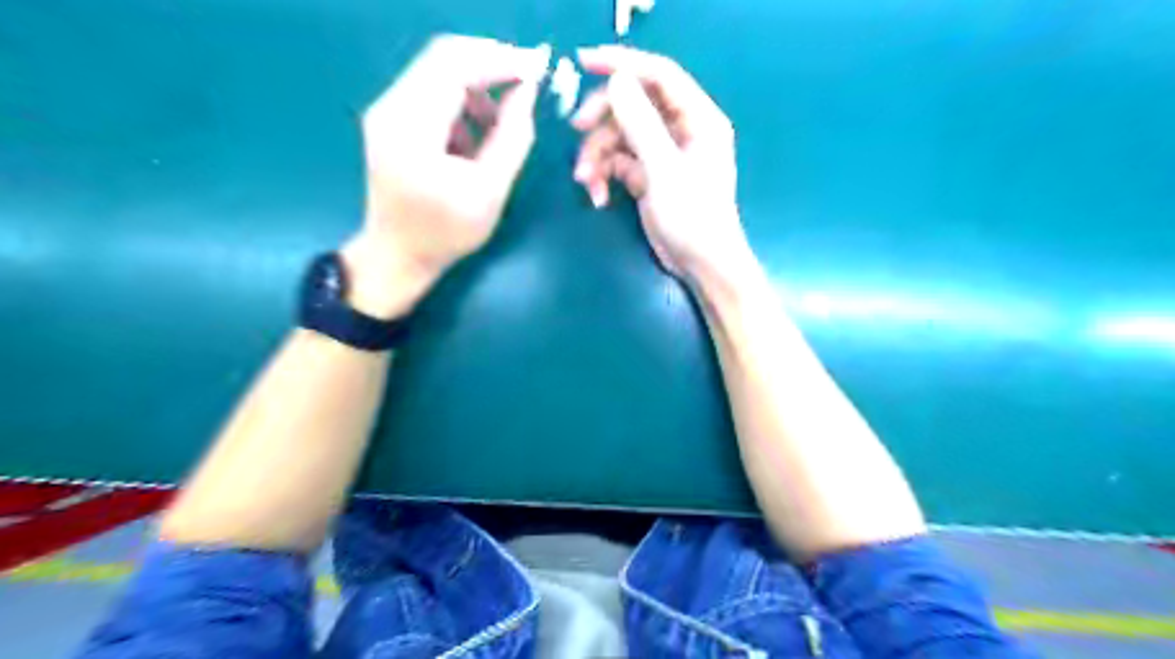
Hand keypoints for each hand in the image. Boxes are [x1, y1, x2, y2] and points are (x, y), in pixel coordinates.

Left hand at [340, 35, 550, 318]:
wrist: (397, 256)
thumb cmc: (445, 232)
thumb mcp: (489, 191)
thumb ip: (512, 138)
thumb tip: (528, 92)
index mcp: (411, 127)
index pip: (454, 67)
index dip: (499, 61)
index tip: (537, 70)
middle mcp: (390, 107)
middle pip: (442, 58)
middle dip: (490, 65)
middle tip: (527, 83)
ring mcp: (387, 111)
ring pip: (437, 72)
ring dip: (476, 86)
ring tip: (502, 122)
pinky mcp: (391, 120)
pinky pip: (430, 92)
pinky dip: (461, 102)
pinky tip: (476, 135)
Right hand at [571, 48, 751, 288]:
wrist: (699, 265)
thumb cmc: (693, 218)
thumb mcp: (664, 170)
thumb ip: (641, 124)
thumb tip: (617, 81)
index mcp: (697, 118)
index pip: (659, 75)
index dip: (623, 64)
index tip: (584, 61)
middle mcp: (680, 129)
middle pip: (632, 105)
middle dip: (602, 119)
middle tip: (576, 130)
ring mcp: (661, 153)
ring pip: (619, 136)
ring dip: (597, 156)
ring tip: (586, 182)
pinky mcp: (647, 175)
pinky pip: (617, 162)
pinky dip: (604, 176)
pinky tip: (599, 197)